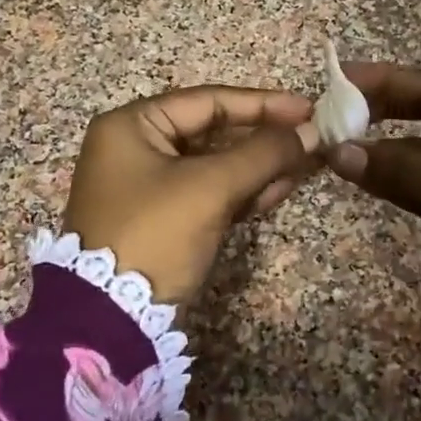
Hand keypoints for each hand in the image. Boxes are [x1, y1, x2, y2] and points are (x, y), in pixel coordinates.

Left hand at [63, 86, 318, 303]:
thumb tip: (310, 132)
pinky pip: (210, 193)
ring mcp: (150, 186)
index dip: (262, 104)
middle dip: (264, 138)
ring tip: (306, 164)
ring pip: (216, 165)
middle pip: (213, 132)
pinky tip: (281, 188)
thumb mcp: (210, 187)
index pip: (208, 101)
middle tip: (311, 139)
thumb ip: (262, 154)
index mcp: (132, 126)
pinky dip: (244, 190)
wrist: (110, 318)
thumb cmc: (155, 235)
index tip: (308, 109)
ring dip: (260, 165)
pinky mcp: (164, 219)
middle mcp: (137, 148)